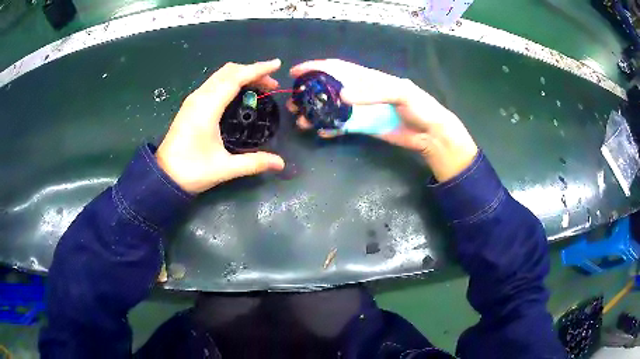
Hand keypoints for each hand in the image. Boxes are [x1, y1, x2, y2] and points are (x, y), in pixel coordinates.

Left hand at [156, 60, 285, 193]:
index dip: (257, 69)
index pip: (235, 78)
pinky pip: (214, 83)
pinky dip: (230, 81)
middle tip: (272, 84)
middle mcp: (199, 97)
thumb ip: (254, 163)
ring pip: (220, 75)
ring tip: (259, 87)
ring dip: (241, 75)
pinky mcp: (190, 105)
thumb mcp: (225, 168)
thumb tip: (281, 164)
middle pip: (228, 71)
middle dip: (252, 72)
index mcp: (207, 107)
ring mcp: (193, 100)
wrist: (163, 177)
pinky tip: (239, 94)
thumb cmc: (192, 171)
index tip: (277, 65)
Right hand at [288, 59, 477, 181]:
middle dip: (309, 93)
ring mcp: (360, 110)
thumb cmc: (419, 107)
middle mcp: (360, 92)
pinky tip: (320, 132)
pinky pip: (342, 126)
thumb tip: (341, 96)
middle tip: (293, 102)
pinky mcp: (363, 127)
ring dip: (315, 112)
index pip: (337, 68)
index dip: (315, 67)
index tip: (295, 72)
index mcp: (368, 77)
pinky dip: (329, 128)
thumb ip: (373, 92)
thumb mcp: (400, 93)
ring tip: (301, 120)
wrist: (430, 134)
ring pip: (331, 108)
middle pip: (328, 88)